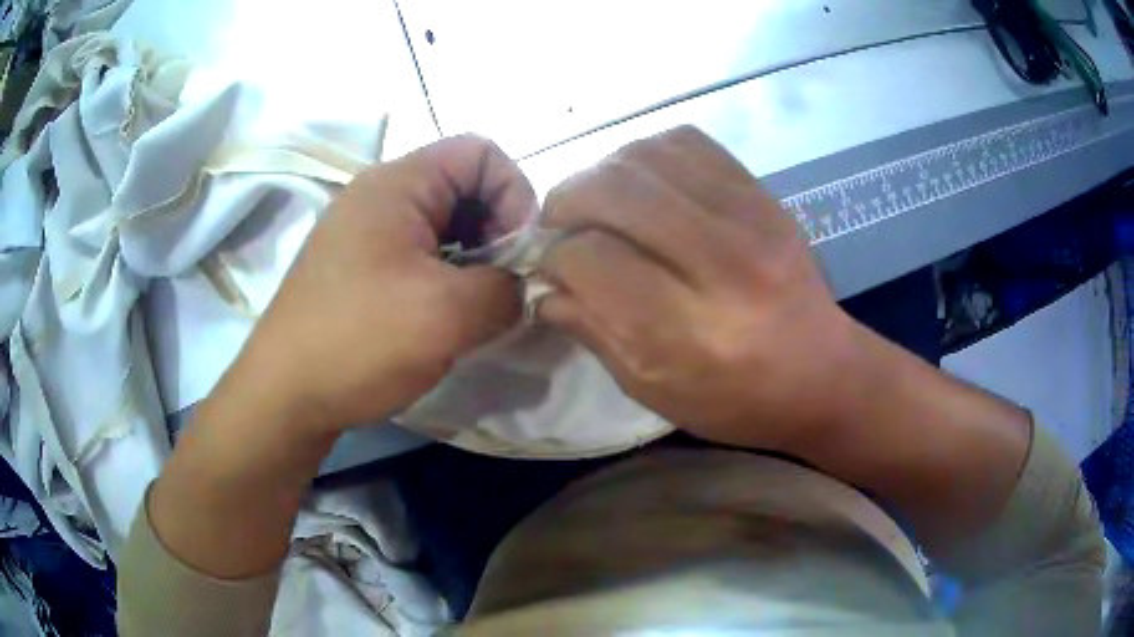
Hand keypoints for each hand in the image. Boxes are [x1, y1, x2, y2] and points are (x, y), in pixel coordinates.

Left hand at [236, 135, 534, 433]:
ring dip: (472, 260)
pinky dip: (444, 277)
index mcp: (397, 183)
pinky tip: (442, 318)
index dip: (515, 193)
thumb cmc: (359, 341)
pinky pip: (417, 253)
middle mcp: (378, 195)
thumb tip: (523, 287)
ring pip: (442, 225)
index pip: (481, 152)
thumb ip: (507, 288)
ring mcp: (364, 232)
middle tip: (500, 287)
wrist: (284, 395)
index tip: (517, 254)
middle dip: (495, 232)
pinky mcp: (357, 267)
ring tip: (473, 308)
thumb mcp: (448, 315)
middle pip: (463, 187)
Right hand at [538, 126, 864, 451]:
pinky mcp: (762, 194)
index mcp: (690, 328)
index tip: (552, 267)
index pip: (592, 258)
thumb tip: (545, 285)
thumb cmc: (737, 398)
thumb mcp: (655, 388)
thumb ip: (594, 332)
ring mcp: (748, 216)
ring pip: (646, 155)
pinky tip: (644, 181)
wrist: (824, 372)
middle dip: (566, 200)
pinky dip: (649, 152)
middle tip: (559, 222)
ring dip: (603, 170)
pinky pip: (688, 141)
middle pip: (614, 190)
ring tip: (599, 200)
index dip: (556, 258)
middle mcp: (721, 260)